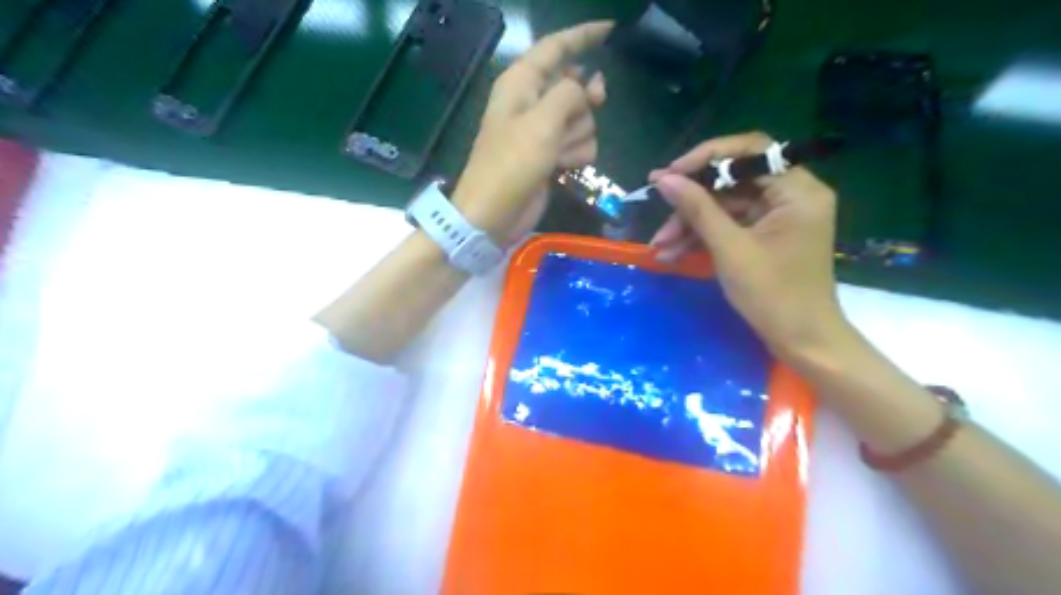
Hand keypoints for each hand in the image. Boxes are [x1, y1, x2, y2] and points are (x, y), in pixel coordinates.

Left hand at [450, 21, 614, 244]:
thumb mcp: (542, 122)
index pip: (556, 47)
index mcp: (522, 82)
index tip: (611, 29)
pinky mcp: (551, 155)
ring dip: (577, 137)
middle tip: (584, 112)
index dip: (583, 36)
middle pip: (576, 86)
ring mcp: (543, 131)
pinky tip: (561, 168)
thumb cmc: (511, 164)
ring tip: (556, 155)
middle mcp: (533, 102)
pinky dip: (576, 155)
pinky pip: (580, 144)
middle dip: (584, 103)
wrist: (495, 214)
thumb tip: (585, 87)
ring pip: (583, 119)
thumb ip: (569, 94)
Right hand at [648, 133, 846, 357]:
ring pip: (725, 205)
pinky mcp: (765, 235)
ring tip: (660, 247)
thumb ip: (697, 209)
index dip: (706, 158)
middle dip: (691, 202)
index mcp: (797, 190)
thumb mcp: (730, 249)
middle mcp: (791, 195)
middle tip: (658, 213)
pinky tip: (673, 253)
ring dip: (690, 224)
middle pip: (733, 181)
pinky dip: (702, 237)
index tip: (670, 174)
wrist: (801, 341)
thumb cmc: (773, 296)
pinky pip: (729, 225)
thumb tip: (663, 179)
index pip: (751, 152)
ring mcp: (777, 216)